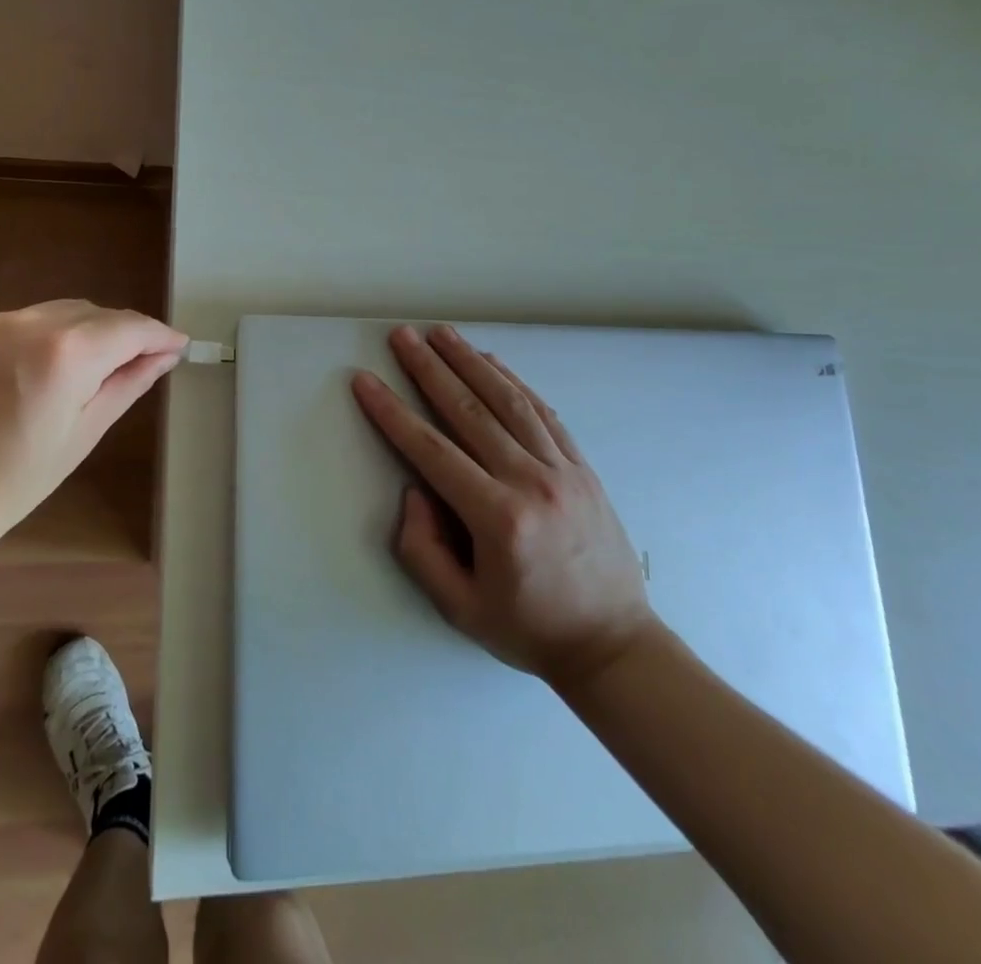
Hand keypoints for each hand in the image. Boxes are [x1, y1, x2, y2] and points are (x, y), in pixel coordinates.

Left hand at [0, 299, 185, 542]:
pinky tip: (62, 363)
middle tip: (147, 363)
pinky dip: (61, 331)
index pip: (130, 327)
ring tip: (104, 366)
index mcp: (67, 353)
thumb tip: (164, 356)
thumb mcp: (85, 433)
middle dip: (128, 334)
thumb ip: (128, 383)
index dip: (160, 334)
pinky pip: (37, 318)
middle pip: (100, 314)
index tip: (180, 345)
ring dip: (95, 330)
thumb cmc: (16, 479)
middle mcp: (34, 323)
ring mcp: (1, 322)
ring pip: (69, 311)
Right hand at [351, 324, 659, 686]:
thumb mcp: (459, 608)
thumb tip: (415, 490)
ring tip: (442, 334)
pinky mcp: (582, 468)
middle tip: (402, 336)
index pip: (432, 450)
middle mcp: (531, 482)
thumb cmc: (529, 629)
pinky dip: (514, 382)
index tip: (366, 381)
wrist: (614, 645)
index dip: (392, 413)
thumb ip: (421, 549)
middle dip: (430, 369)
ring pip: (509, 401)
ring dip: (470, 362)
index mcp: (498, 518)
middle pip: (470, 411)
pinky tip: (491, 362)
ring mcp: (562, 470)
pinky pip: (544, 414)